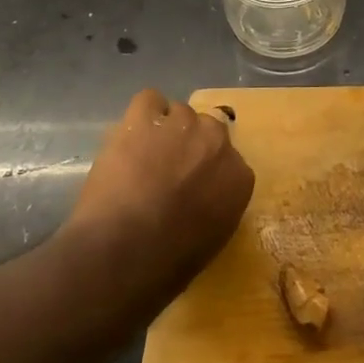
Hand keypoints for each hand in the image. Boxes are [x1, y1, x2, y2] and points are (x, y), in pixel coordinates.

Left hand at [66, 89, 254, 302]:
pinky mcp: (144, 118)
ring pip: (178, 113)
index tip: (190, 188)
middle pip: (207, 129)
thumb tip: (201, 198)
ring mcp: (182, 125)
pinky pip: (149, 100)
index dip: (206, 173)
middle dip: (189, 146)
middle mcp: (217, 142)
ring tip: (141, 156)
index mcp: (239, 176)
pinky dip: (141, 114)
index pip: (228, 162)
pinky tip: (130, 136)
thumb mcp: (211, 239)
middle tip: (166, 170)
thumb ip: (216, 205)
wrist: (124, 251)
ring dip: (164, 131)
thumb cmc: (167, 262)